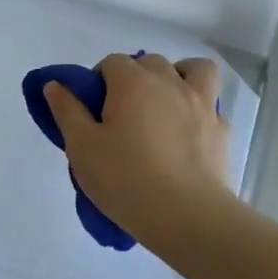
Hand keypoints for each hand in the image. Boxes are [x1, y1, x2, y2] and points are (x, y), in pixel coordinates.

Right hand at [43, 53, 232, 241]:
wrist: (186, 216)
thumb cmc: (125, 178)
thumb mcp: (81, 147)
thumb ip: (67, 111)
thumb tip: (55, 85)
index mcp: (132, 82)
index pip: (112, 62)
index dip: (99, 80)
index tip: (93, 109)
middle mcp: (169, 82)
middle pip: (150, 62)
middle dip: (135, 76)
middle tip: (123, 112)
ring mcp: (201, 104)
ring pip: (195, 69)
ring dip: (179, 76)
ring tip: (166, 104)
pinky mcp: (222, 130)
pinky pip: (211, 105)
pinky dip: (199, 110)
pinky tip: (188, 133)